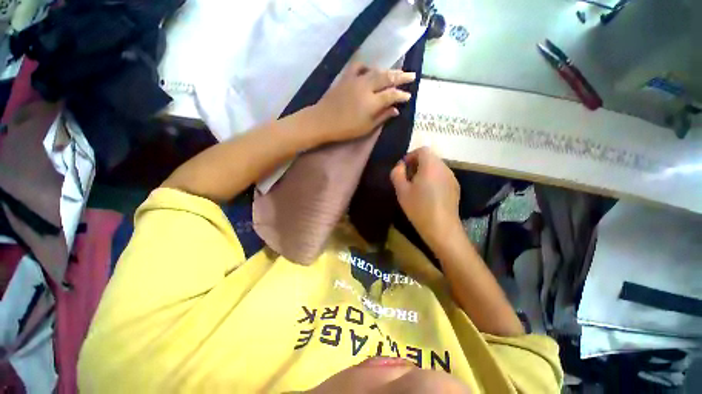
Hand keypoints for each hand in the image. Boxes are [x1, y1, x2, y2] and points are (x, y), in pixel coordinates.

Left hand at [311, 63, 414, 142]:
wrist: (323, 121)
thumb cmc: (346, 129)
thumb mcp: (366, 127)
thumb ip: (382, 117)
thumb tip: (396, 110)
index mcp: (373, 102)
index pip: (392, 95)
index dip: (402, 95)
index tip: (409, 96)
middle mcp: (367, 87)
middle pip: (388, 78)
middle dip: (401, 76)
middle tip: (412, 75)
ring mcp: (356, 80)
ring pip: (376, 71)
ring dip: (388, 71)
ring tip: (397, 72)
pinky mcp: (346, 78)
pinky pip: (359, 67)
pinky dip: (367, 67)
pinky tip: (371, 71)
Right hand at [390, 147, 461, 246]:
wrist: (441, 228)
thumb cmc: (419, 208)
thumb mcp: (401, 190)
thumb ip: (397, 174)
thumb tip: (400, 166)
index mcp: (431, 165)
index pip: (422, 150)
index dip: (410, 156)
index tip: (403, 168)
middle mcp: (444, 168)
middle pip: (430, 158)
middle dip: (416, 164)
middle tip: (407, 178)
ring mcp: (452, 178)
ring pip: (436, 167)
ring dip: (425, 172)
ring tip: (416, 187)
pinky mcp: (455, 188)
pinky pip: (442, 177)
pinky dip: (433, 179)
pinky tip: (428, 194)